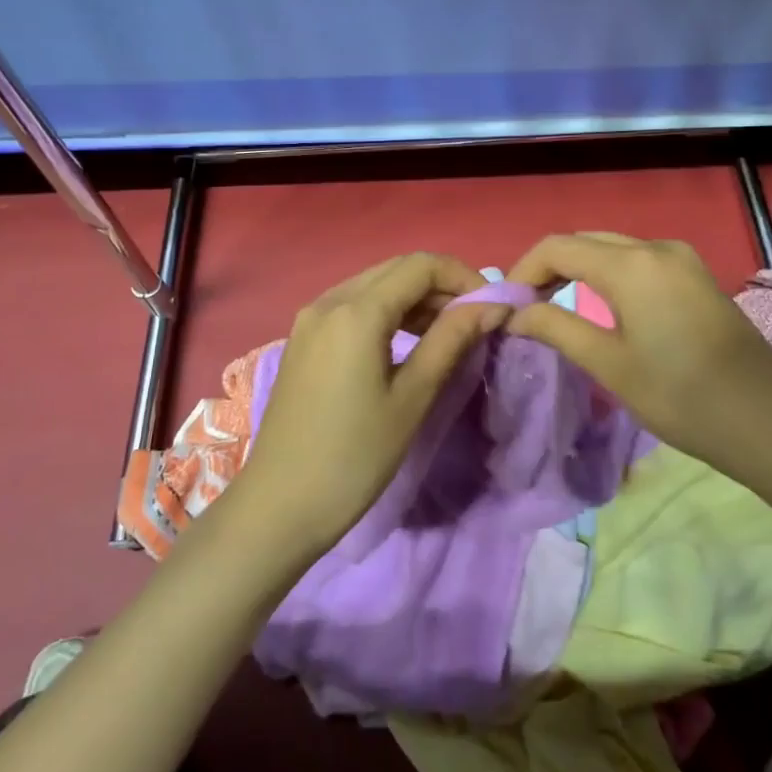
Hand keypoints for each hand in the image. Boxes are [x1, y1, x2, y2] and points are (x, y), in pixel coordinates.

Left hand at [233, 252, 511, 558]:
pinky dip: (388, 313)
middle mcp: (329, 301)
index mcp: (356, 311)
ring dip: (415, 299)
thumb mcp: (412, 398)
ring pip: (374, 286)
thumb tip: (492, 306)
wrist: (279, 506)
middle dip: (441, 286)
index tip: (492, 308)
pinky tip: (408, 344)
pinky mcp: (303, 340)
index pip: (421, 265)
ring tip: (449, 334)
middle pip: (396, 270)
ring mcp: (310, 319)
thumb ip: (451, 341)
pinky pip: (353, 307)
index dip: (463, 277)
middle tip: (475, 321)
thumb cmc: (354, 456)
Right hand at [505, 232, 771, 491]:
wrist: (769, 422)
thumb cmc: (682, 397)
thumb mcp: (609, 365)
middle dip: (548, 268)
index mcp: (631, 264)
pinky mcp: (697, 276)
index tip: (505, 305)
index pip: (557, 246)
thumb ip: (556, 328)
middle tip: (525, 308)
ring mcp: (682, 259)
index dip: (523, 270)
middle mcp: (656, 247)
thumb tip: (514, 313)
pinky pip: (638, 261)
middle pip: (585, 242)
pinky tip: (600, 306)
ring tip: (553, 306)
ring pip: (612, 249)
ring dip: (578, 269)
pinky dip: (608, 275)